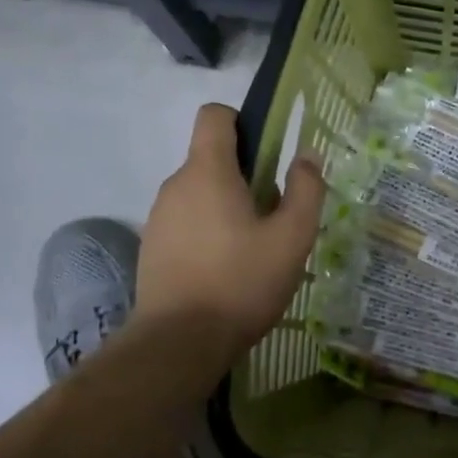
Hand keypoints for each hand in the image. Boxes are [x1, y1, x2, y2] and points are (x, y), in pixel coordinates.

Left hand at [135, 104, 325, 357]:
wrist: (179, 343)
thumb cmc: (241, 282)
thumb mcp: (291, 238)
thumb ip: (305, 190)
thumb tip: (305, 155)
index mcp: (207, 171)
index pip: (214, 115)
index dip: (242, 122)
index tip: (267, 154)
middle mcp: (175, 185)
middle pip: (212, 159)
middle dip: (245, 176)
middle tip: (274, 217)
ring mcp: (159, 218)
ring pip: (200, 194)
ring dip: (227, 208)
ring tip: (254, 251)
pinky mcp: (152, 248)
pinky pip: (186, 223)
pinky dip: (208, 233)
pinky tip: (227, 271)